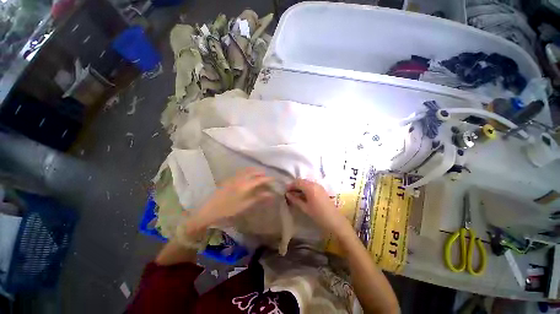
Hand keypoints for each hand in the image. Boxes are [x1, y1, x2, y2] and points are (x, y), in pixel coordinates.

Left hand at [196, 168, 273, 226]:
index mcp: (245, 185)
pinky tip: (248, 175)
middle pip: (253, 172)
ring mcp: (233, 178)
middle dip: (261, 173)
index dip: (268, 178)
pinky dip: (248, 171)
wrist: (209, 210)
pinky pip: (241, 172)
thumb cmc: (228, 209)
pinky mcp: (229, 179)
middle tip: (267, 177)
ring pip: (247, 170)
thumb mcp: (245, 205)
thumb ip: (258, 198)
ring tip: (260, 174)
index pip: (259, 179)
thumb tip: (270, 194)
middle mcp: (240, 179)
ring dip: (255, 171)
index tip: (274, 179)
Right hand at [286, 178, 350, 235]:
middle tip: (289, 193)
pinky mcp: (321, 189)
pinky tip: (302, 195)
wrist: (335, 220)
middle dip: (294, 185)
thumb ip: (295, 199)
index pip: (297, 182)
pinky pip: (310, 185)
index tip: (285, 191)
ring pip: (306, 182)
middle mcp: (314, 184)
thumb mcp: (305, 208)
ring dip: (300, 186)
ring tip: (295, 195)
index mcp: (310, 187)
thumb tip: (287, 194)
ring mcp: (319, 186)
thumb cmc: (318, 215)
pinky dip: (305, 188)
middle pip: (302, 181)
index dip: (290, 185)